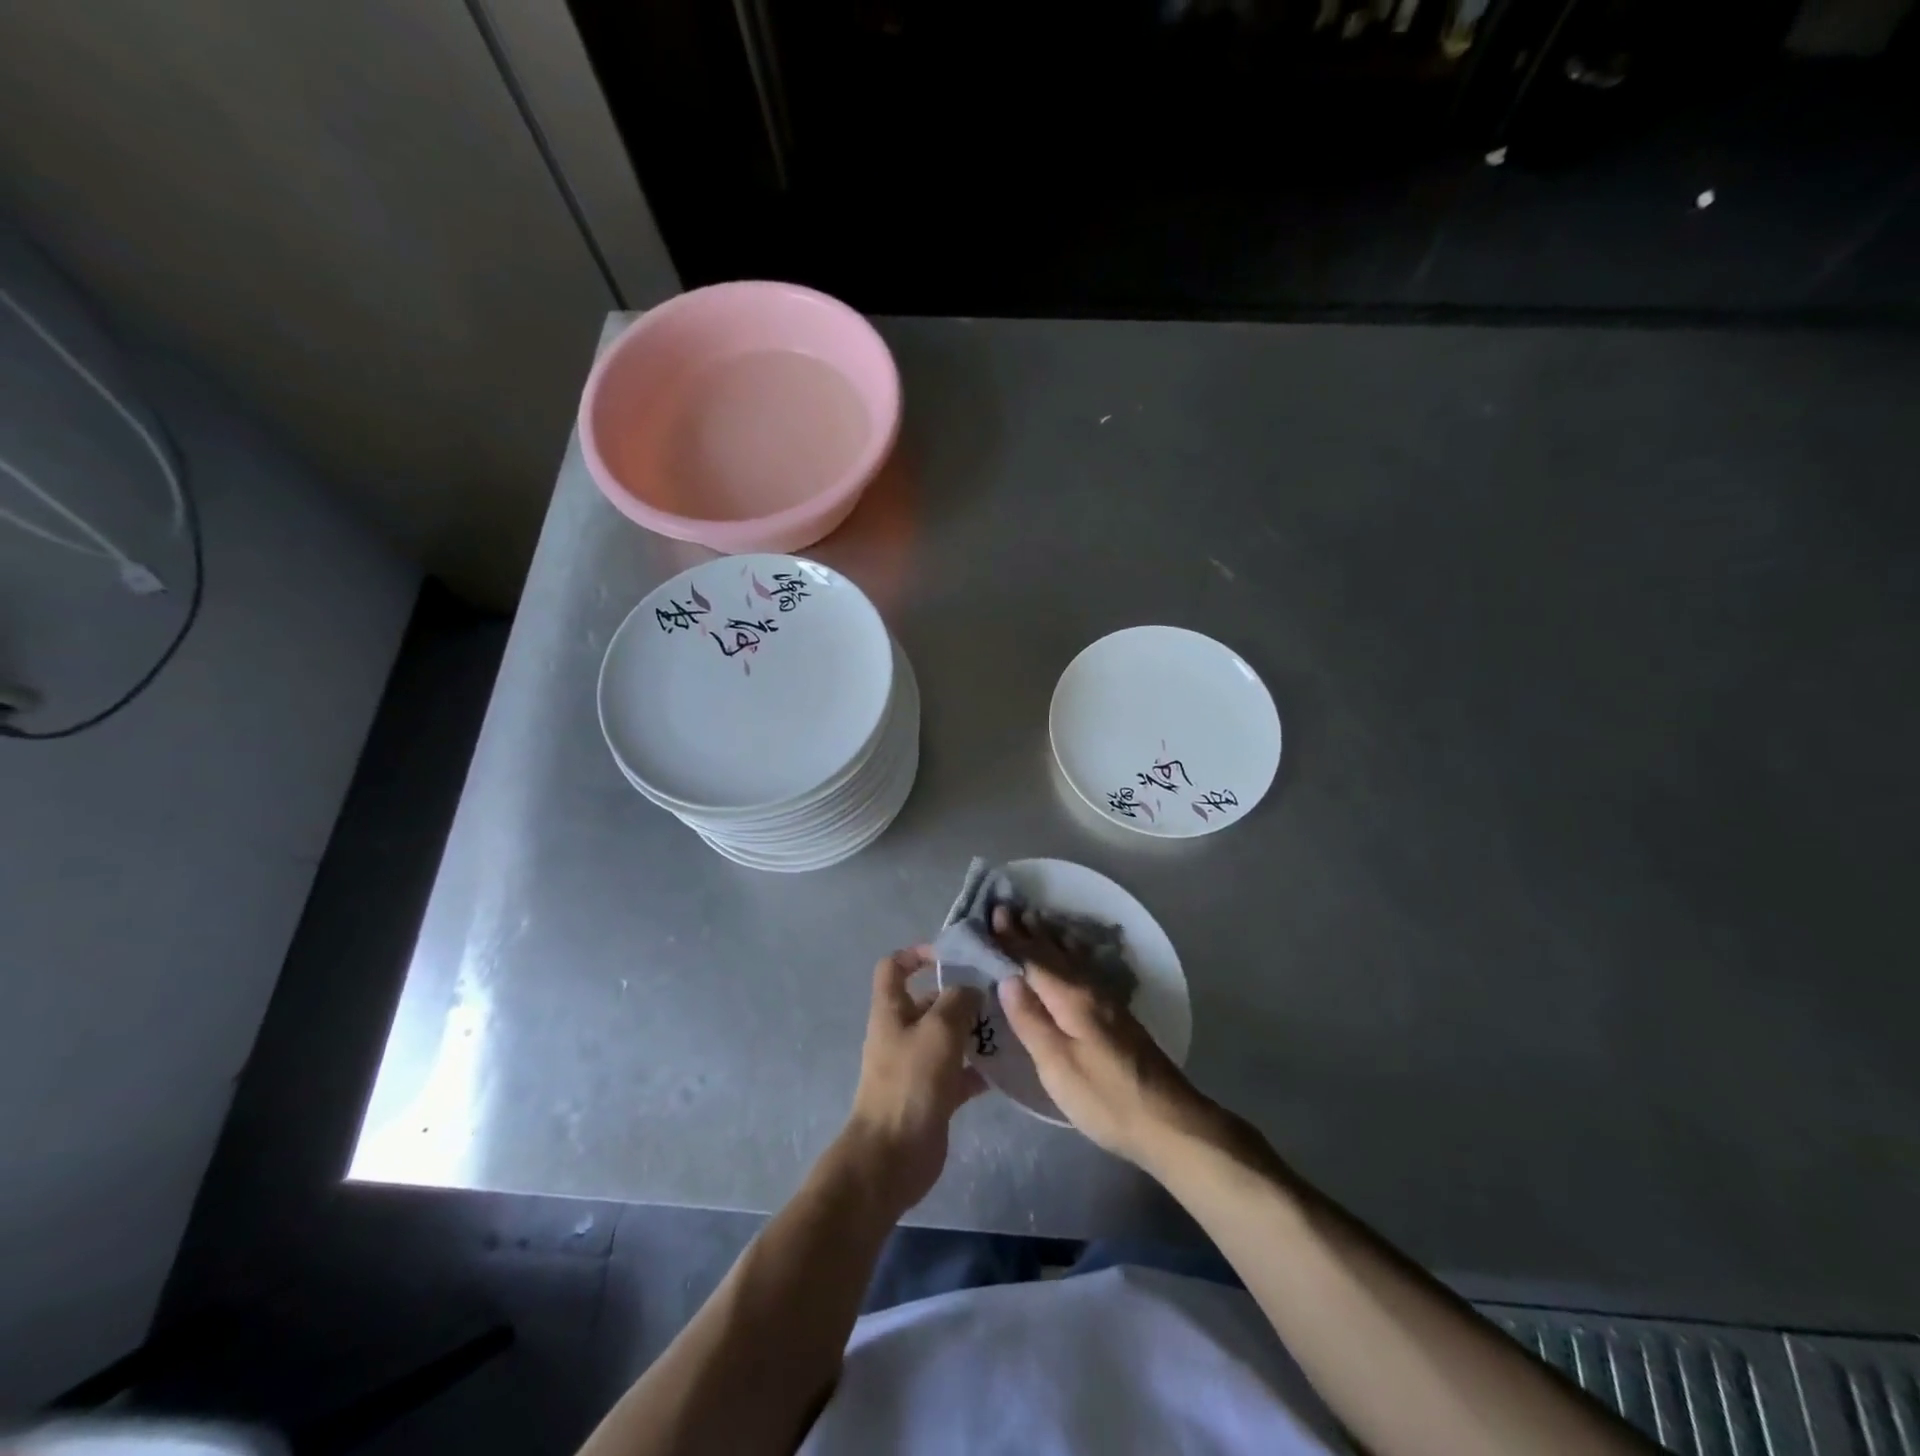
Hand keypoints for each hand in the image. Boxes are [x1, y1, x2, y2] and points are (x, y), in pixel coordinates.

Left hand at [841, 946, 986, 1215]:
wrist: (892, 1156)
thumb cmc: (911, 1083)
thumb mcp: (938, 1030)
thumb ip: (958, 1000)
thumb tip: (971, 988)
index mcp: (891, 1010)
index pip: (894, 967)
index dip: (918, 954)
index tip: (952, 955)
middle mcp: (901, 1033)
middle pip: (930, 1001)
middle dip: (961, 995)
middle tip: (999, 993)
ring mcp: (916, 1065)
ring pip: (948, 1037)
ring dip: (974, 1031)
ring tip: (1009, 1026)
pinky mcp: (932, 1095)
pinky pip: (958, 1072)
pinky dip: (978, 1068)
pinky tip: (1005, 1067)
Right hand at [992, 907, 1218, 1167]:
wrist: (1169, 1121)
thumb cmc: (1104, 1097)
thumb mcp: (1057, 1065)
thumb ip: (1031, 1020)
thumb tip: (1007, 978)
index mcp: (1071, 998)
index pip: (1034, 960)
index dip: (1012, 939)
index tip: (994, 913)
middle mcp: (1089, 990)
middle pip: (1053, 954)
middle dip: (1029, 932)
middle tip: (1008, 908)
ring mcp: (1107, 1001)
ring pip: (1071, 958)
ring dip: (1050, 938)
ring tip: (1036, 919)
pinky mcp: (1117, 1016)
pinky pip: (1084, 968)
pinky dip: (1070, 953)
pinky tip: (1073, 954)